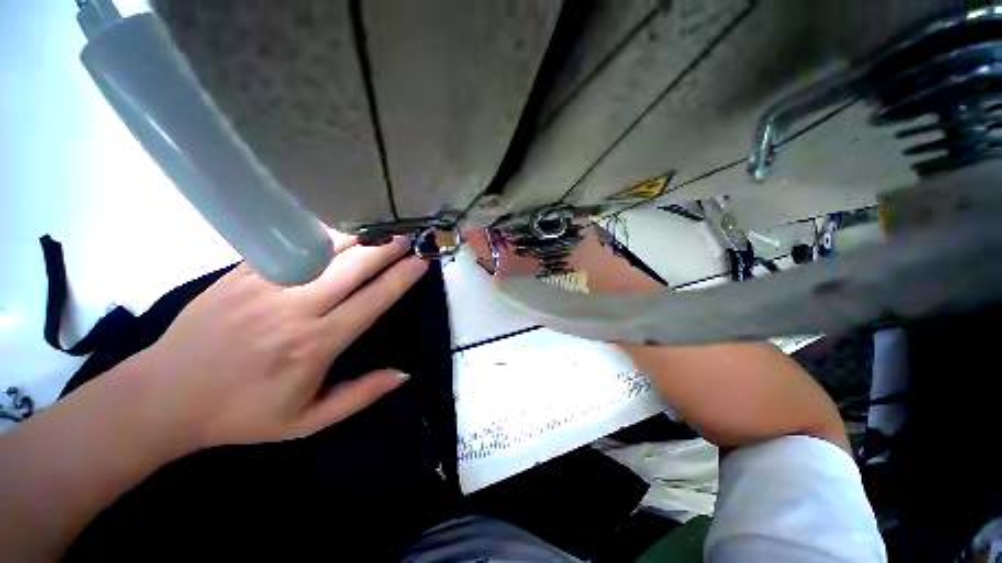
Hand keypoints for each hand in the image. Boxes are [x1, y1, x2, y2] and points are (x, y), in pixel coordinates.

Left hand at [132, 231, 427, 449]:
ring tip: (379, 231)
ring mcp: (266, 285)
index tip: (421, 262)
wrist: (166, 396)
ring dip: (359, 236)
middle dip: (387, 248)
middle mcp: (297, 308)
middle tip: (407, 239)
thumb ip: (362, 395)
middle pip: (355, 266)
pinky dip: (321, 234)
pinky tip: (337, 232)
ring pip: (325, 248)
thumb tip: (405, 373)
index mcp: (317, 343)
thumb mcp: (309, 422)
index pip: (375, 299)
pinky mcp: (241, 272)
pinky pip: (290, 244)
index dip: (403, 277)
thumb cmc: (243, 414)